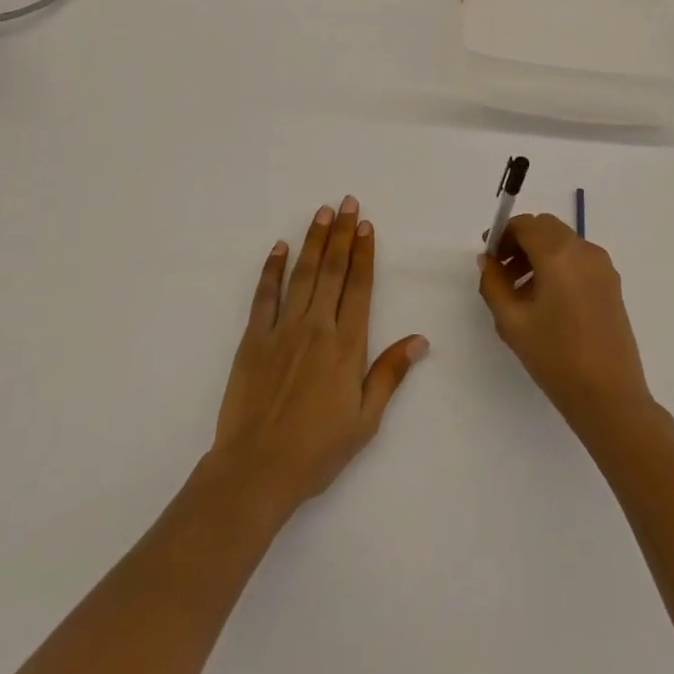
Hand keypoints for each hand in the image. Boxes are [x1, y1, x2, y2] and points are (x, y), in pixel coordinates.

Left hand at [210, 196, 428, 513]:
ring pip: (302, 274)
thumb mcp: (364, 420)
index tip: (366, 225)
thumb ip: (389, 375)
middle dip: (341, 234)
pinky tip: (280, 247)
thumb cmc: (317, 450)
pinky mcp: (253, 339)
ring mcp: (283, 330)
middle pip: (332, 270)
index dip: (363, 253)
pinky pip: (265, 296)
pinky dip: (272, 269)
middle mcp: (317, 327)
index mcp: (347, 345)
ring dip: (313, 241)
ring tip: (321, 212)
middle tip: (346, 203)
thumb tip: (420, 340)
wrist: (256, 470)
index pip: (359, 287)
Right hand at [477, 214, 652, 436]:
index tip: (489, 256)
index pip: (526, 224)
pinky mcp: (612, 283)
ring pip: (563, 242)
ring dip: (539, 253)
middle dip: (521, 241)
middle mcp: (584, 250)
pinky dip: (559, 265)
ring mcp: (602, 266)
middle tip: (503, 270)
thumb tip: (489, 261)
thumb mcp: (512, 322)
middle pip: (546, 228)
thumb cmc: (556, 358)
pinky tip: (547, 301)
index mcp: (558, 254)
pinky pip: (579, 259)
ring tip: (522, 291)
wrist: (610, 396)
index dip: (503, 234)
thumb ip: (494, 284)